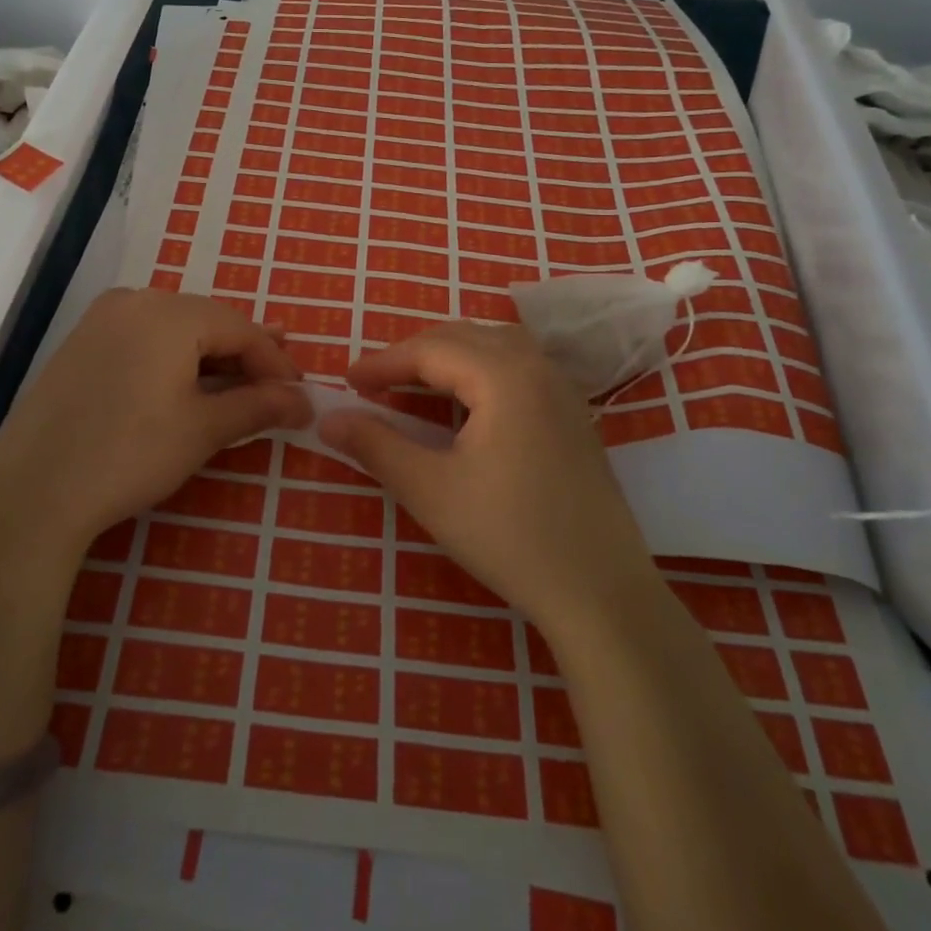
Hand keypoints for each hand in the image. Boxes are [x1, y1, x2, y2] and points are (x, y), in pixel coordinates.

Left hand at [0, 289, 311, 566]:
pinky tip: (187, 383)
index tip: (299, 394)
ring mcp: (102, 319)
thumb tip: (304, 401)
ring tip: (240, 381)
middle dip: (245, 354)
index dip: (275, 362)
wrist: (32, 492)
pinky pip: (144, 339)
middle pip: (208, 321)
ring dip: (211, 355)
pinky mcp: (81, 343)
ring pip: (176, 328)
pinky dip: (174, 359)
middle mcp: (135, 300)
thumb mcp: (203, 429)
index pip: (240, 328)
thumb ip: (258, 406)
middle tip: (277, 383)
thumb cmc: (129, 454)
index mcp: (169, 312)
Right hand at [321, 321, 657, 638]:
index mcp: (504, 375)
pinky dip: (481, 369)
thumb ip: (376, 446)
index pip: (430, 350)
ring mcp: (563, 389)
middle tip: (374, 382)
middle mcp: (537, 367)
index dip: (383, 362)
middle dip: (414, 354)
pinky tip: (469, 401)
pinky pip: (519, 367)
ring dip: (450, 356)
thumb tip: (328, 419)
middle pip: (464, 337)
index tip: (346, 381)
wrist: (602, 593)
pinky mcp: (574, 415)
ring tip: (415, 383)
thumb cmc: (510, 537)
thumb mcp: (430, 491)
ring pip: (496, 346)